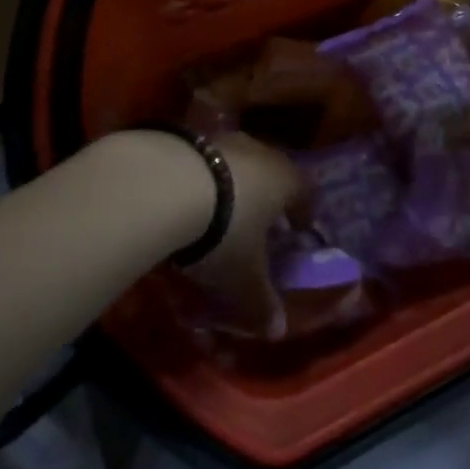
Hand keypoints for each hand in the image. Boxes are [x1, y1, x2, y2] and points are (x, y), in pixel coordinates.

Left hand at [179, 133, 305, 338]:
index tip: (299, 228)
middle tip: (259, 221)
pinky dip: (199, 179)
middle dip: (267, 196)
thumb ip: (262, 303)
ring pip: (236, 164)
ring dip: (231, 186)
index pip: (306, 192)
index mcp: (286, 180)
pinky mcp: (187, 137)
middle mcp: (260, 152)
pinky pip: (202, 161)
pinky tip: (183, 199)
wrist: (164, 184)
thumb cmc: (223, 231)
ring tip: (217, 212)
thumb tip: (278, 331)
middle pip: (272, 172)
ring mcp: (222, 140)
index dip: (303, 212)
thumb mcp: (243, 277)